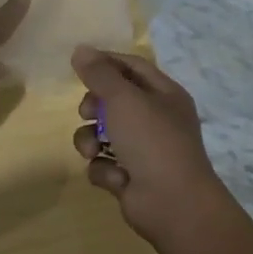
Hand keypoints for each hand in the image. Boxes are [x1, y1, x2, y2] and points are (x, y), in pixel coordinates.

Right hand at [71, 46, 233, 246]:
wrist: (173, 204)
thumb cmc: (153, 141)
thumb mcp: (124, 99)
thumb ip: (99, 73)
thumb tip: (80, 49)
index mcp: (164, 94)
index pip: (132, 67)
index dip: (105, 63)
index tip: (78, 64)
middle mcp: (155, 119)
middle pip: (113, 100)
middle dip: (94, 106)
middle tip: (87, 112)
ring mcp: (143, 150)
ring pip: (102, 134)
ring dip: (91, 141)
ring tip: (93, 150)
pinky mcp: (130, 177)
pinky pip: (104, 164)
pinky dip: (104, 170)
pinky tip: (115, 178)